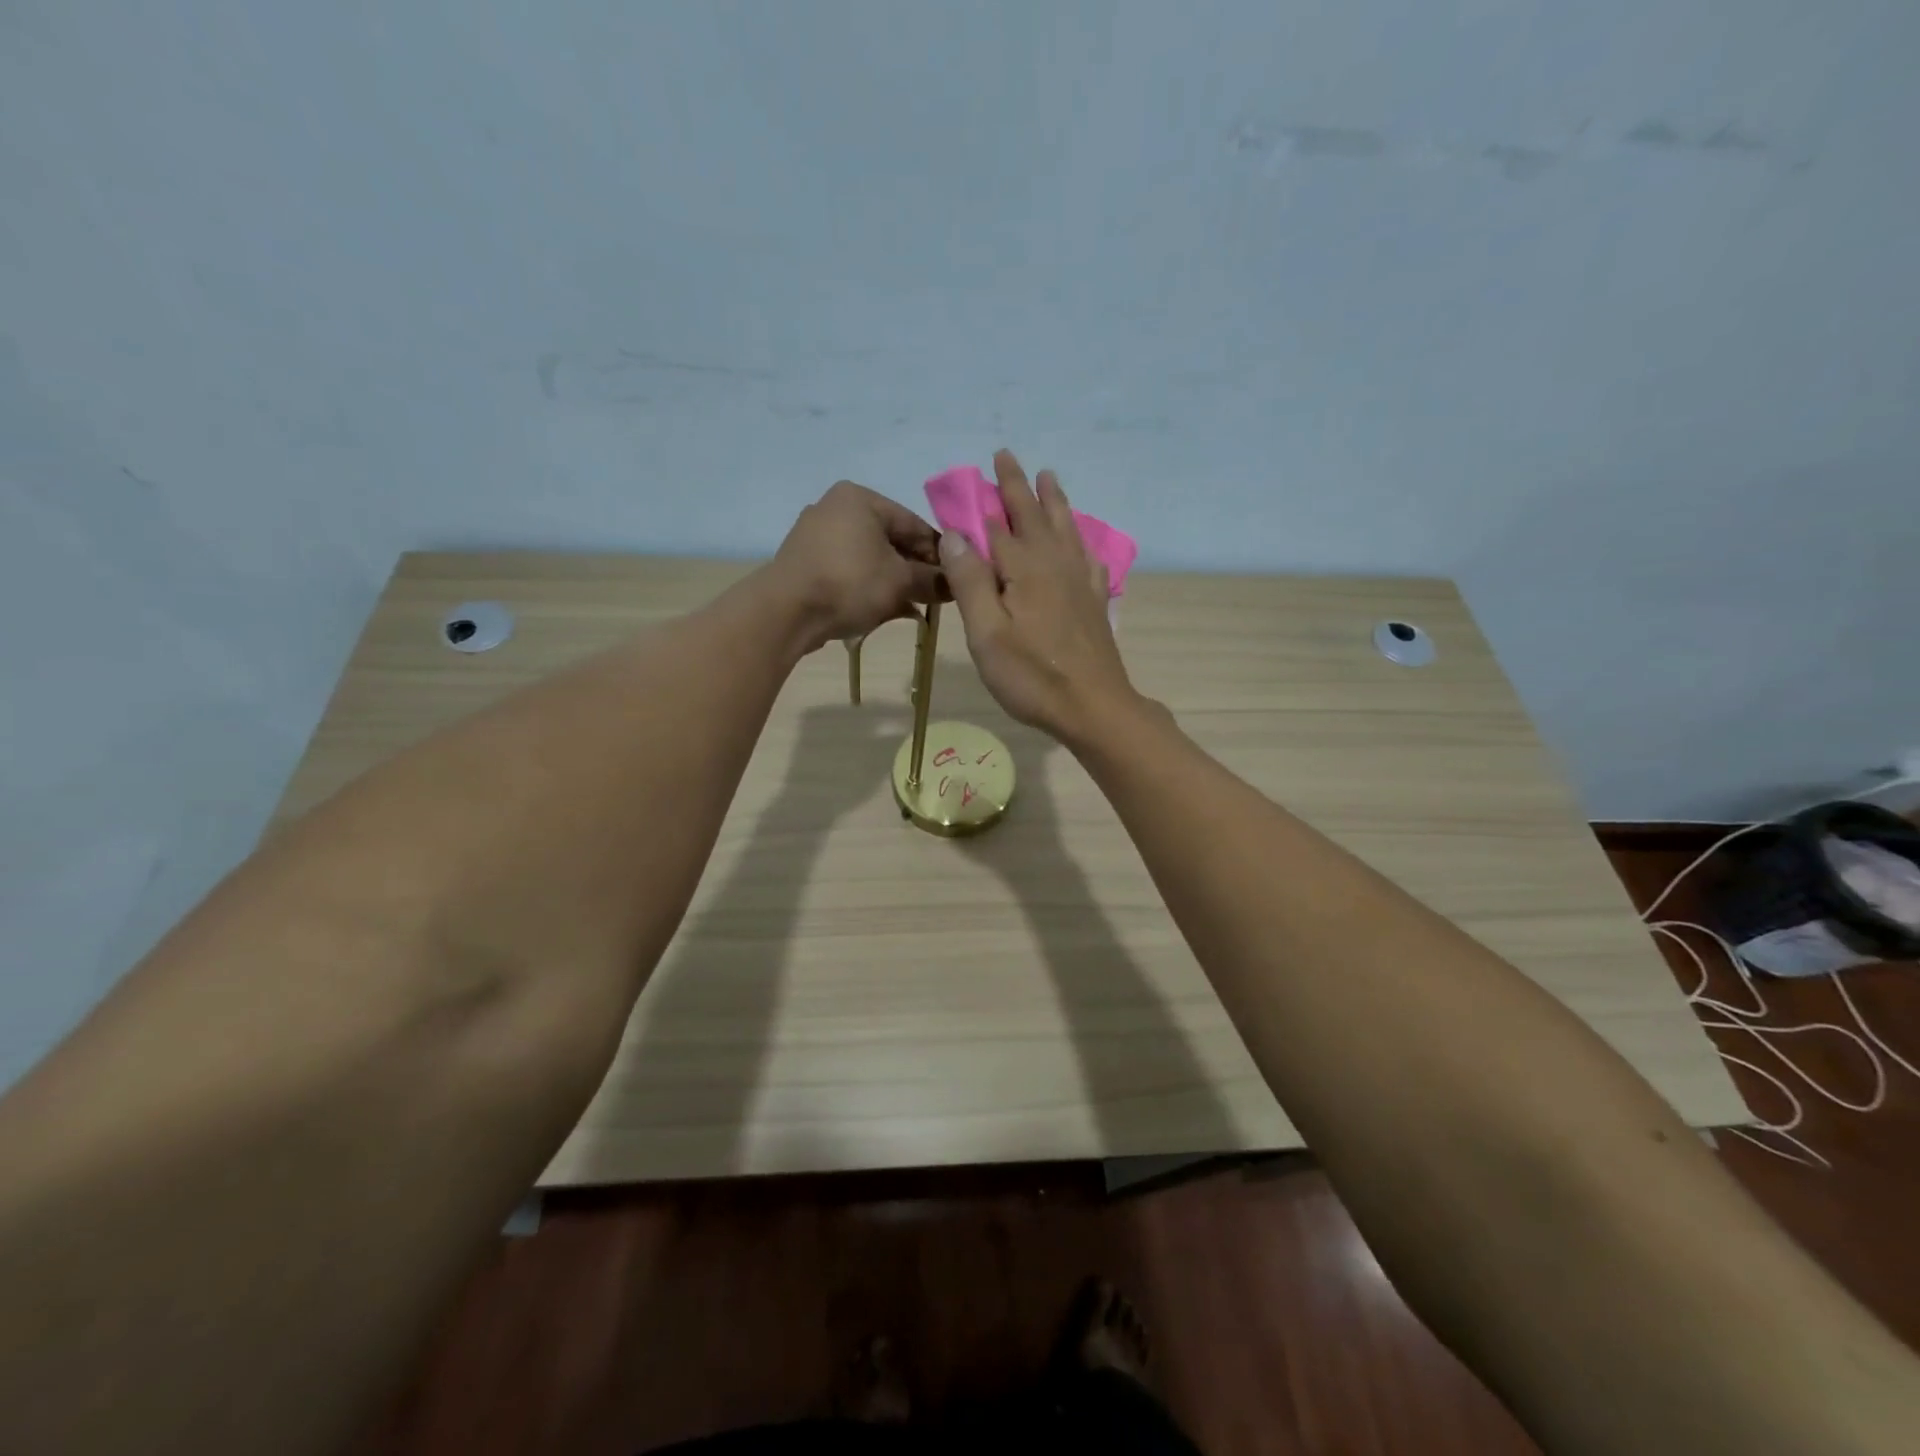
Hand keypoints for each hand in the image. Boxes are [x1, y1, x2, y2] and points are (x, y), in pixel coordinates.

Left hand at [771, 481, 943, 652]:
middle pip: (891, 540)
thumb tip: (956, 584)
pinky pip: (848, 570)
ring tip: (914, 607)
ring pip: (870, 558)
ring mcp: (816, 535)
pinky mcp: (805, 562)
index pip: (914, 523)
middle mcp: (835, 507)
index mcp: (860, 498)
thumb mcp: (900, 582)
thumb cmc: (849, 584)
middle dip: (915, 570)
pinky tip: (884, 610)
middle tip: (935, 596)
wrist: (786, 612)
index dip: (939, 554)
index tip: (955, 579)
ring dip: (894, 582)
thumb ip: (932, 580)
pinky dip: (868, 587)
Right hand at [939, 449, 1140, 743]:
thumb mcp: (987, 634)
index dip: (981, 500)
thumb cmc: (1032, 677)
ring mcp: (1079, 582)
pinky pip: (1088, 556)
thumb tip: (955, 533)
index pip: (996, 525)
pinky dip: (1081, 540)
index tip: (971, 473)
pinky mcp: (1093, 601)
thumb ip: (970, 581)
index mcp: (1024, 569)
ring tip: (1049, 477)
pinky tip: (1082, 540)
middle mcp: (1054, 564)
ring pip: (1065, 528)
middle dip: (1017, 486)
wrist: (1093, 707)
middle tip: (1006, 456)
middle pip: (1033, 516)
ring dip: (1053, 501)